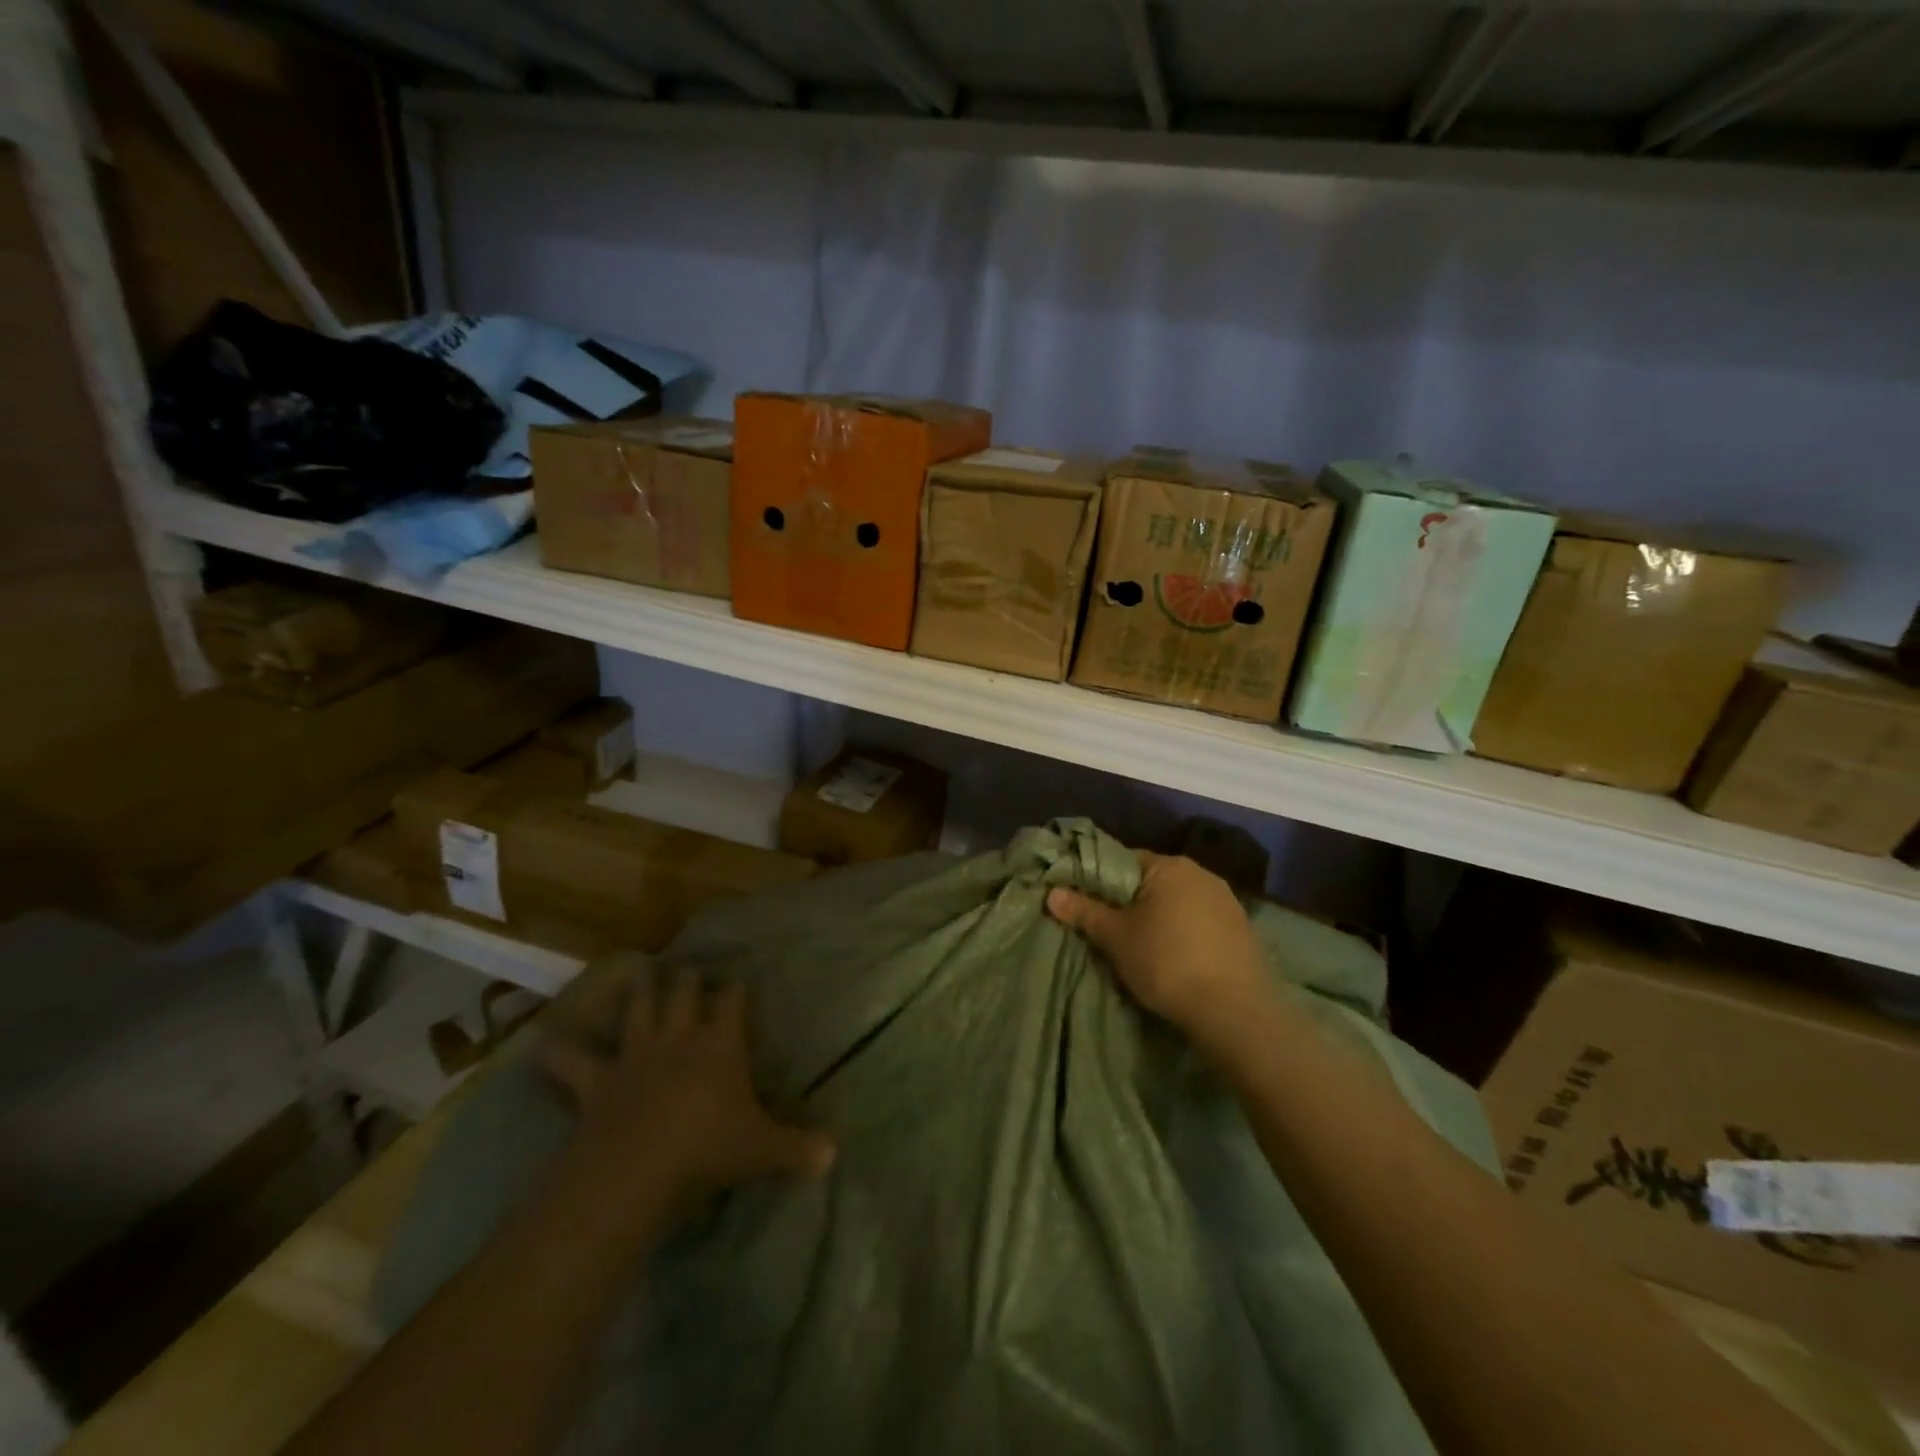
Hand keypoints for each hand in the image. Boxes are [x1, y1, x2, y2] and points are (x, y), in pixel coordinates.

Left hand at [541, 967, 834, 1219]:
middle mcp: (678, 1037)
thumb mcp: (762, 1150)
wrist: (638, 1167)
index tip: (738, 982)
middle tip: (688, 969)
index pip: (732, 1002)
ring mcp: (635, 1055)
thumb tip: (834, 1154)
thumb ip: (799, 1149)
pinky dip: (560, 1052)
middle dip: (687, 980)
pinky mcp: (597, 1080)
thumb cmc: (708, 1148)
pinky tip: (547, 1044)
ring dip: (638, 994)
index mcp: (720, 1043)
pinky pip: (573, 1061)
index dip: (735, 991)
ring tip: (639, 975)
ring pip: (637, 1011)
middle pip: (683, 994)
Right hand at [1046, 851, 1273, 1055]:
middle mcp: (1201, 873)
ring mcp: (1227, 901)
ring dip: (1159, 918)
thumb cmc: (1167, 963)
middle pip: (1151, 881)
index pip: (1123, 860)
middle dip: (1130, 902)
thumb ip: (1085, 912)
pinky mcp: (1242, 930)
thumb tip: (1051, 893)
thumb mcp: (1116, 938)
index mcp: (1169, 865)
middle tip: (1109, 930)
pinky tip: (1177, 959)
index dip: (1100, 881)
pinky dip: (1184, 934)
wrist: (1236, 1011)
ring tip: (1142, 948)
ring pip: (1178, 903)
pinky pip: (1200, 922)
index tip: (1086, 905)